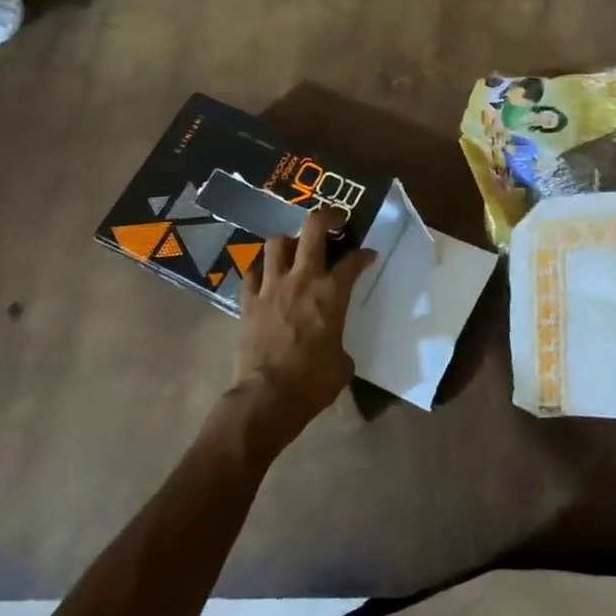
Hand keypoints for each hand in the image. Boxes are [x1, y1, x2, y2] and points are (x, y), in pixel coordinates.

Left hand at [228, 208, 373, 458]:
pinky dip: (261, 271)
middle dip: (327, 217)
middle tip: (335, 221)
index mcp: (332, 293)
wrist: (266, 398)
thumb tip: (335, 348)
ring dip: (289, 241)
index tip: (368, 255)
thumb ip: (340, 344)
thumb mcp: (342, 364)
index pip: (353, 260)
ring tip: (295, 249)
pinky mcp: (248, 301)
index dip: (364, 254)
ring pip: (276, 243)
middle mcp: (302, 279)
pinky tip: (267, 278)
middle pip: (313, 229)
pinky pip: (252, 273)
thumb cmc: (312, 383)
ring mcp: (271, 287)